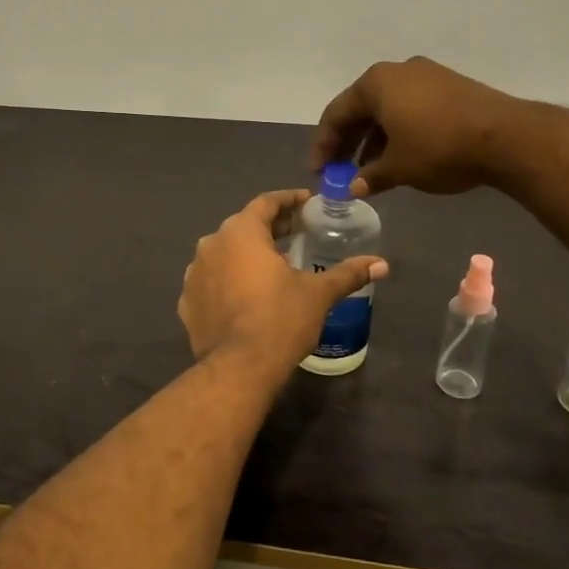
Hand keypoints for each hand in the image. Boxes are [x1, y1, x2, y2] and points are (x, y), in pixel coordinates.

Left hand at [179, 190, 386, 371]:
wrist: (238, 368)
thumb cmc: (280, 319)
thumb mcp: (318, 294)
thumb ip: (348, 274)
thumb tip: (381, 264)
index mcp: (240, 232)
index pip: (265, 203)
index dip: (288, 200)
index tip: (306, 202)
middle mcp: (211, 244)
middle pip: (243, 226)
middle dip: (269, 228)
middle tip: (295, 233)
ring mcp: (194, 274)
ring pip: (224, 254)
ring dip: (246, 255)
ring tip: (271, 266)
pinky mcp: (187, 302)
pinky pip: (211, 282)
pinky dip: (228, 281)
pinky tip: (246, 296)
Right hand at [312, 57, 515, 196]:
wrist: (507, 137)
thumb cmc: (439, 148)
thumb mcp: (398, 168)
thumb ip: (370, 177)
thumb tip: (354, 187)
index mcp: (376, 83)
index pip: (336, 114)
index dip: (323, 146)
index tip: (318, 172)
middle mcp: (397, 71)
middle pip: (360, 109)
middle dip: (348, 142)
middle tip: (338, 171)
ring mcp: (427, 75)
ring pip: (387, 109)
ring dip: (373, 139)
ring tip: (368, 170)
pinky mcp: (450, 86)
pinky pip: (410, 108)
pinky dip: (397, 131)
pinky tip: (399, 156)